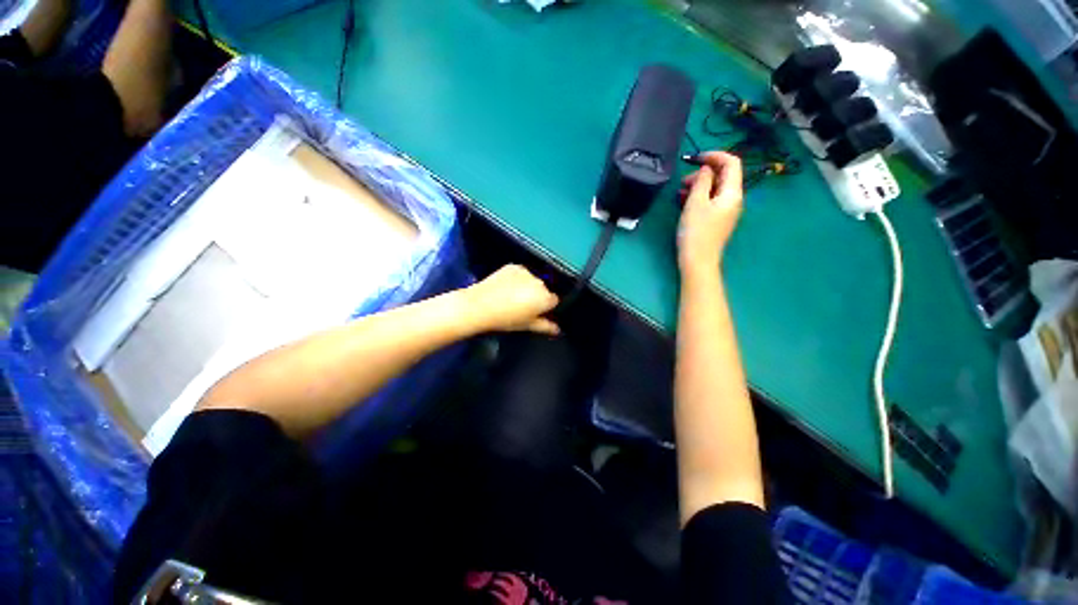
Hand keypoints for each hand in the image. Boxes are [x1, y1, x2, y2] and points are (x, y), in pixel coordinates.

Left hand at [464, 265, 560, 335]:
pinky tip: (506, 288)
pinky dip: (517, 279)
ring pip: (532, 280)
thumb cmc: (505, 319)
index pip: (554, 301)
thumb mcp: (527, 326)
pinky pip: (521, 273)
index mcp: (545, 298)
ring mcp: (526, 272)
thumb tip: (557, 329)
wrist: (479, 305)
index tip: (537, 312)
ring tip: (512, 297)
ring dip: (527, 286)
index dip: (546, 307)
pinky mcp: (513, 266)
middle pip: (543, 289)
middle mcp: (539, 282)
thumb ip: (545, 326)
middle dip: (536, 296)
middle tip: (522, 306)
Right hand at [677, 152, 743, 278]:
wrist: (698, 260)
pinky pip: (710, 200)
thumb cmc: (696, 231)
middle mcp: (733, 199)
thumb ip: (702, 181)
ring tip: (680, 192)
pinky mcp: (717, 220)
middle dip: (704, 172)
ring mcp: (726, 211)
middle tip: (683, 181)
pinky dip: (699, 196)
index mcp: (732, 193)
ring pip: (715, 189)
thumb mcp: (696, 202)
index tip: (694, 158)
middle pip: (723, 176)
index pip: (731, 163)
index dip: (715, 155)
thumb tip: (705, 169)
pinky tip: (684, 202)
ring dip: (699, 185)